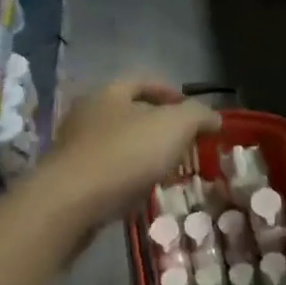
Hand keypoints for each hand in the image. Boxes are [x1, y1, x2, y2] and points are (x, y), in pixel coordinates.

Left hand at [41, 79, 219, 232]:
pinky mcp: (71, 179)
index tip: (193, 111)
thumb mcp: (174, 126)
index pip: (143, 81)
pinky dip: (127, 176)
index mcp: (109, 92)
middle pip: (129, 112)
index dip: (171, 92)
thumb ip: (198, 116)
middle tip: (185, 142)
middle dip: (158, 125)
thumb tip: (214, 118)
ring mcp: (75, 147)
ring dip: (143, 153)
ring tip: (168, 169)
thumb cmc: (125, 154)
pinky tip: (142, 190)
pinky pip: (107, 170)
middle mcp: (87, 114)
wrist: (71, 203)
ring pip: (118, 143)